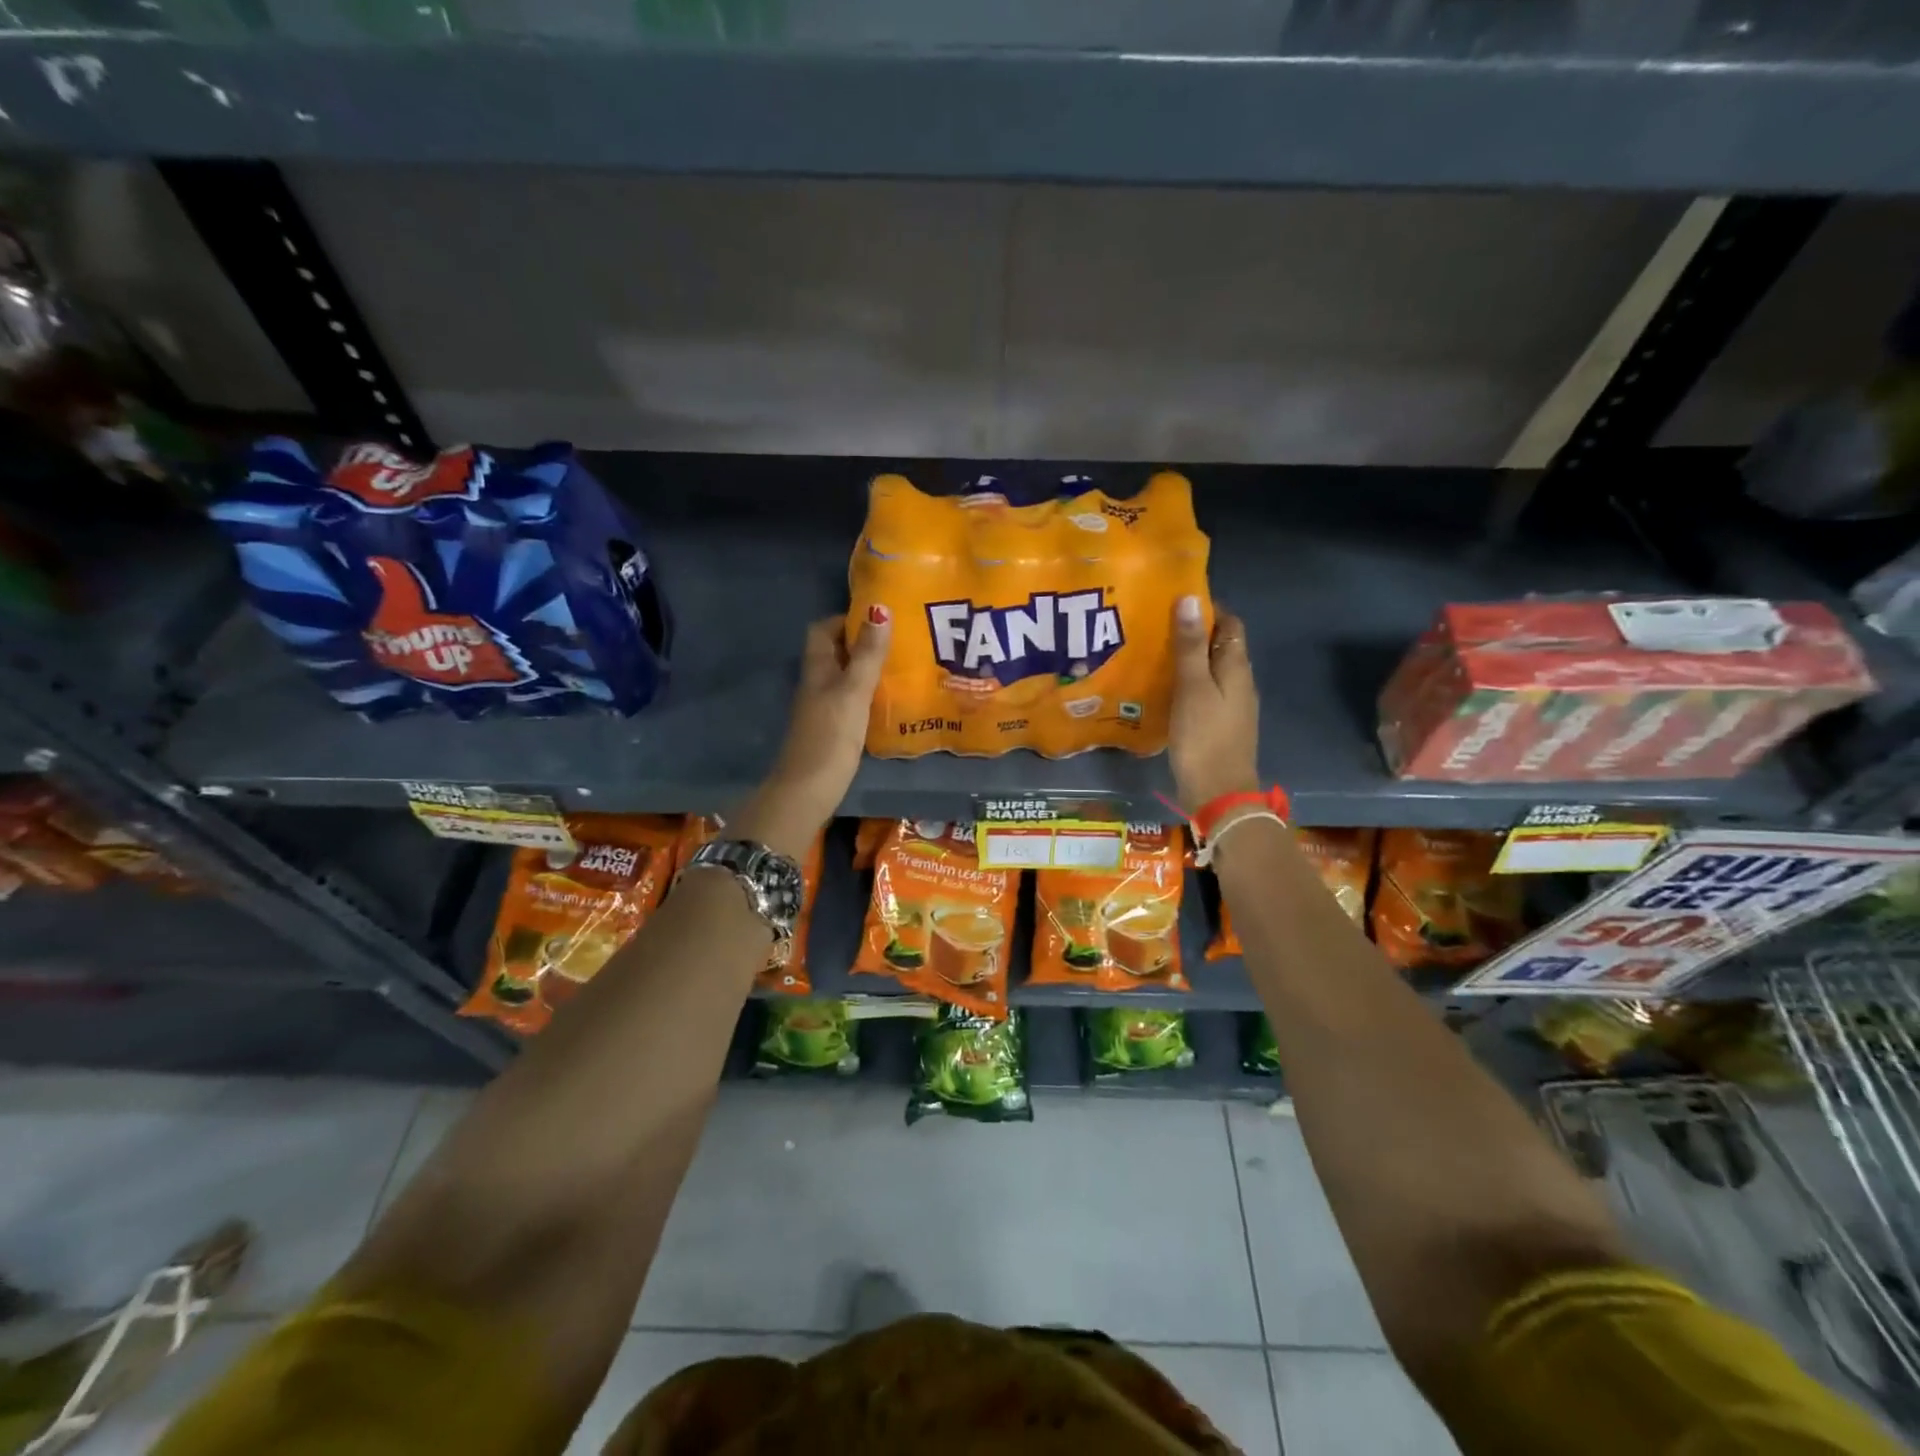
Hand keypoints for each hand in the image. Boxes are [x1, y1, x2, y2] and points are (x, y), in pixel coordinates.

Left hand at [737, 608, 891, 855]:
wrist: (808, 789)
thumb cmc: (831, 735)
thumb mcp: (853, 691)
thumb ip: (868, 654)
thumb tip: (879, 608)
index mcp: (817, 668)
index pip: (823, 629)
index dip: (846, 620)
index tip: (879, 620)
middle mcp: (816, 683)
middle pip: (835, 652)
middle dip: (863, 643)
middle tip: (899, 642)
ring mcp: (822, 708)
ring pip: (844, 677)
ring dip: (867, 670)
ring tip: (902, 667)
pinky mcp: (832, 730)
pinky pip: (850, 701)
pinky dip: (868, 695)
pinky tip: (890, 701)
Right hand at [1169, 596, 1259, 811]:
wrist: (1219, 794)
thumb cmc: (1205, 738)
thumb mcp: (1193, 688)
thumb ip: (1190, 646)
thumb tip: (1189, 598)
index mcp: (1236, 668)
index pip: (1230, 624)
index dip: (1207, 609)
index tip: (1174, 601)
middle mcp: (1239, 682)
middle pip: (1220, 646)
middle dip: (1192, 632)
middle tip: (1154, 625)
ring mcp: (1230, 706)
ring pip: (1210, 670)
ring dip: (1187, 659)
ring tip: (1152, 652)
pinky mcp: (1218, 725)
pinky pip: (1203, 692)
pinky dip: (1185, 683)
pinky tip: (1162, 688)